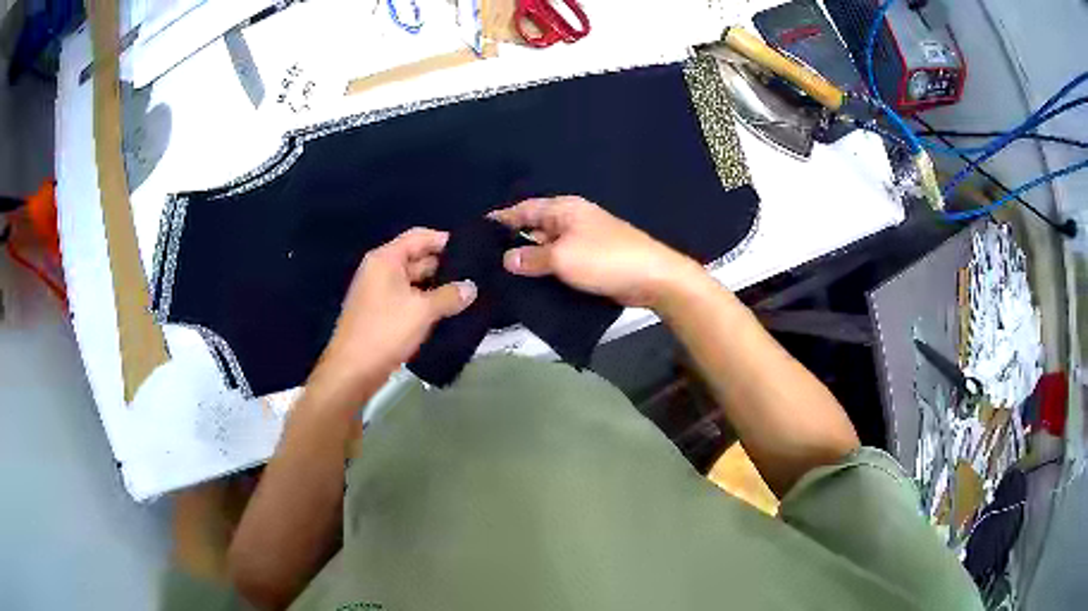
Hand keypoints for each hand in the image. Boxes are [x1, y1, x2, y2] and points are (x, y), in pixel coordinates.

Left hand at [311, 228, 476, 401]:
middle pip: (418, 258)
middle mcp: (380, 270)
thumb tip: (471, 288)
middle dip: (445, 267)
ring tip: (468, 294)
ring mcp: (379, 292)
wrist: (353, 370)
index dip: (446, 240)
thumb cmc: (385, 332)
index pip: (420, 237)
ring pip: (415, 281)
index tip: (473, 250)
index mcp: (385, 259)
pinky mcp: (381, 313)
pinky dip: (426, 303)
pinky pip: (409, 299)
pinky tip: (449, 312)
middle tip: (477, 276)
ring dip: (438, 287)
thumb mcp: (422, 311)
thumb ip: (449, 296)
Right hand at [490, 197, 708, 308]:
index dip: (501, 219)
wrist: (651, 278)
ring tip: (499, 278)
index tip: (477, 233)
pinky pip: (560, 264)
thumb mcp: (562, 257)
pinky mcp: (590, 262)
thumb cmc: (605, 259)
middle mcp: (571, 221)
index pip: (524, 209)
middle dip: (511, 243)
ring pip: (546, 249)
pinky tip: (529, 287)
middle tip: (483, 262)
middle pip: (534, 229)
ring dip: (529, 261)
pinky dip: (546, 272)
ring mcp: (582, 242)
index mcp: (564, 209)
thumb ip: (531, 257)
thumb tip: (506, 258)